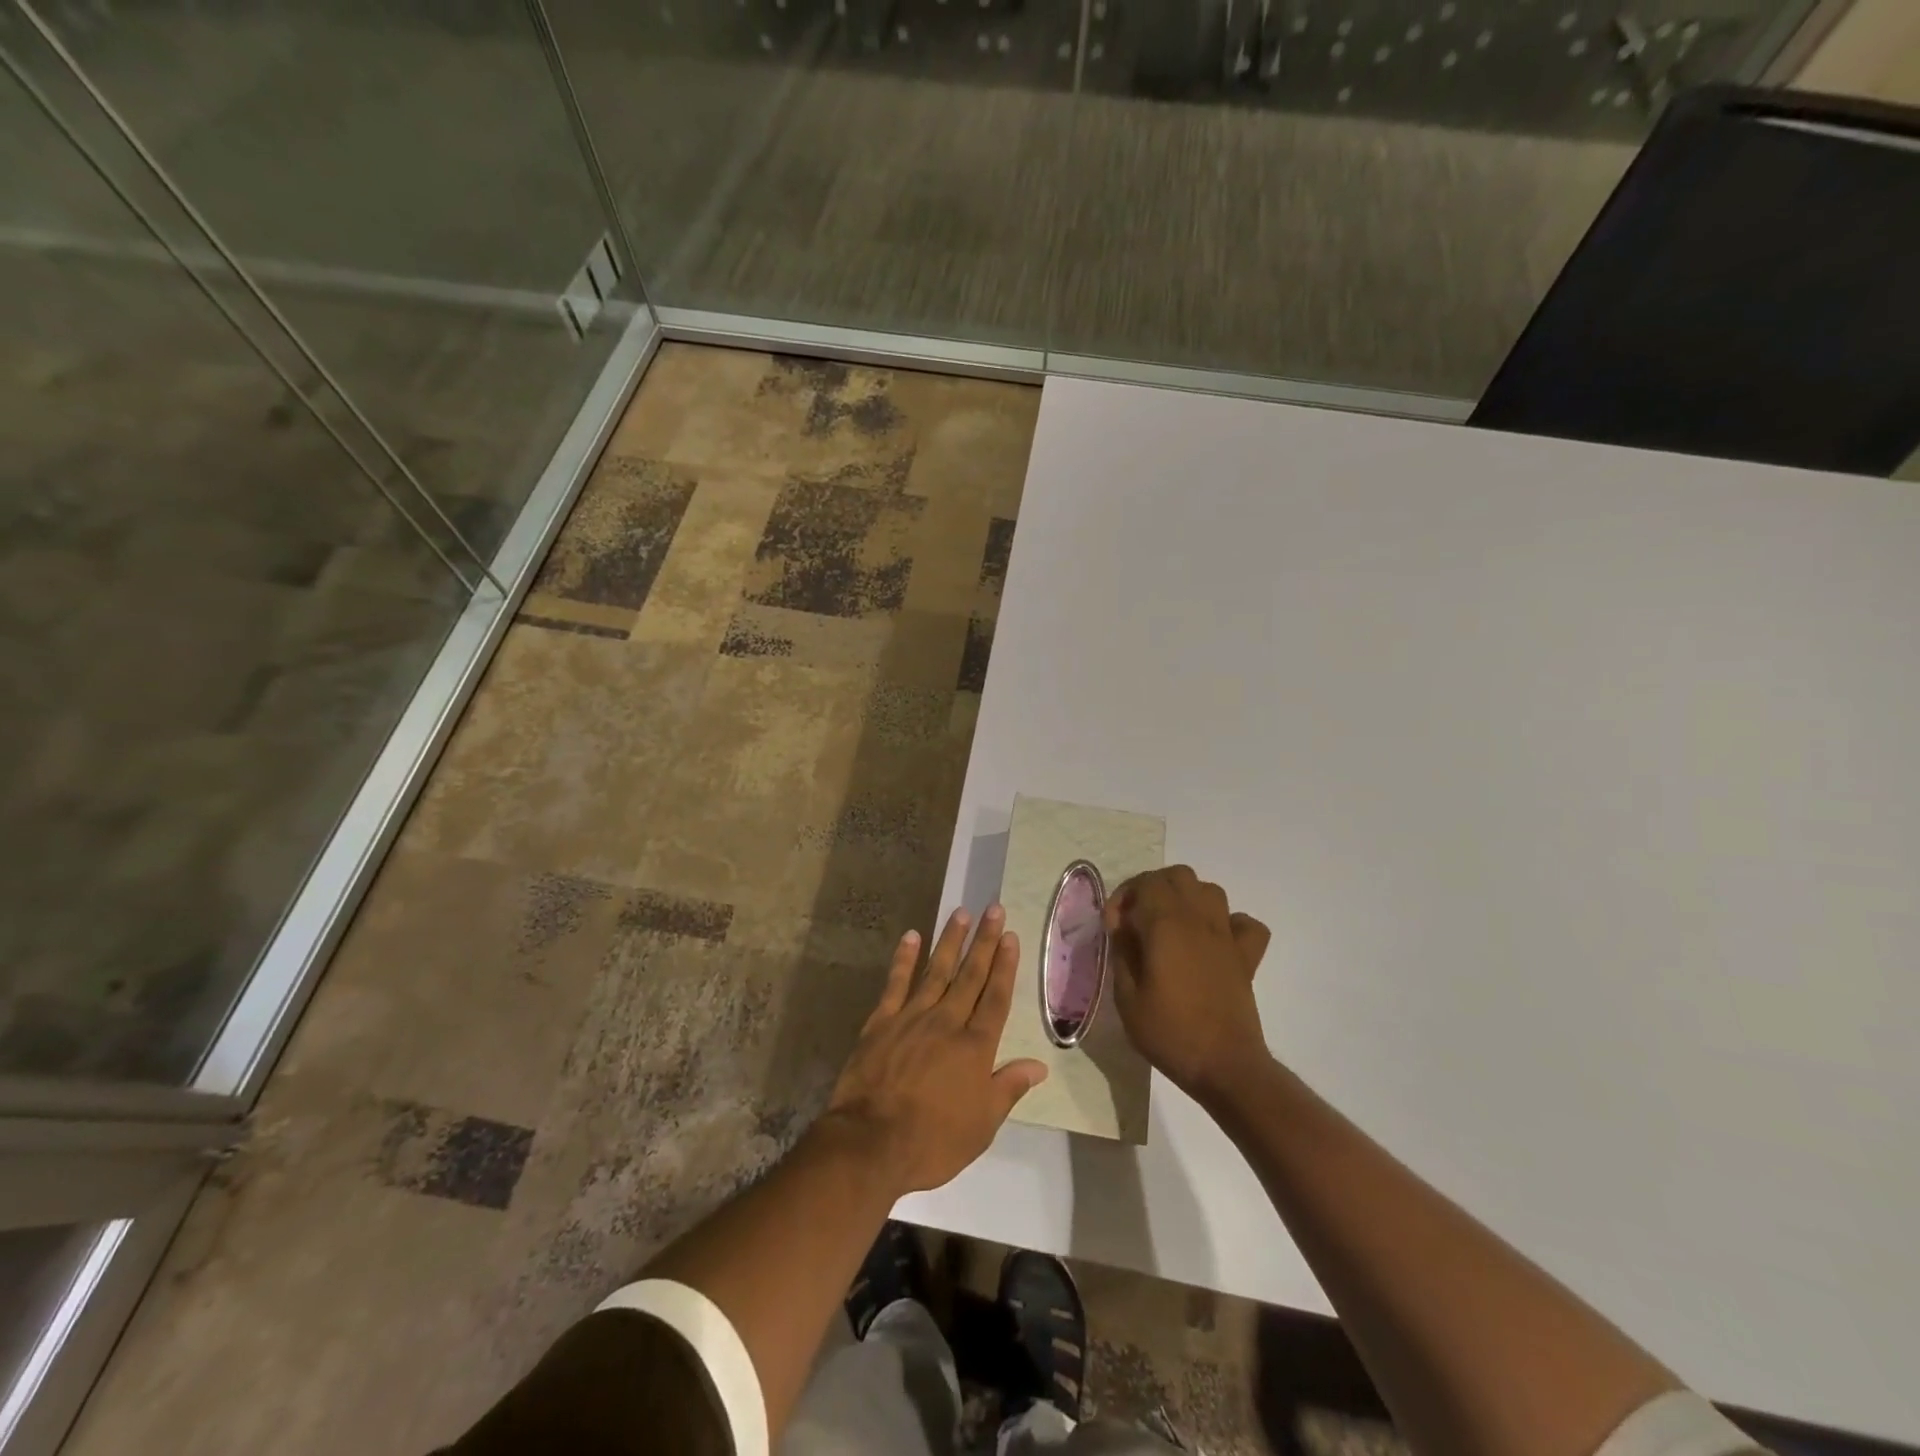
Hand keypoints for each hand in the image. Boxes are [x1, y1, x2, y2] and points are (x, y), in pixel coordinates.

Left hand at [822, 906, 1047, 1195]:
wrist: (870, 1143)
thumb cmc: (933, 1141)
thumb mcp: (982, 1124)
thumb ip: (1008, 1088)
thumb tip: (1039, 1065)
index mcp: (975, 1047)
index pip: (996, 997)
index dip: (1005, 966)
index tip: (1011, 937)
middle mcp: (947, 1022)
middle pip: (970, 975)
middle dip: (984, 941)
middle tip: (994, 909)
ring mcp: (912, 1017)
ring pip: (936, 970)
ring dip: (950, 940)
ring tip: (961, 913)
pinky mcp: (881, 1021)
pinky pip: (896, 983)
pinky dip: (904, 958)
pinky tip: (912, 936)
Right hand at [1104, 866, 1273, 1103]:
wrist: (1225, 1067)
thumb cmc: (1169, 1032)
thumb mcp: (1127, 996)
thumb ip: (1122, 952)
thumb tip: (1122, 927)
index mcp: (1166, 925)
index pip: (1146, 883)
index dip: (1124, 896)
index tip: (1114, 926)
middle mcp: (1199, 920)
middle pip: (1178, 876)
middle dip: (1153, 888)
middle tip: (1138, 918)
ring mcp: (1227, 936)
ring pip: (1210, 890)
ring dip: (1187, 898)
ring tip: (1171, 925)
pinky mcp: (1247, 957)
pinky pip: (1244, 923)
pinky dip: (1229, 923)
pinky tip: (1213, 941)